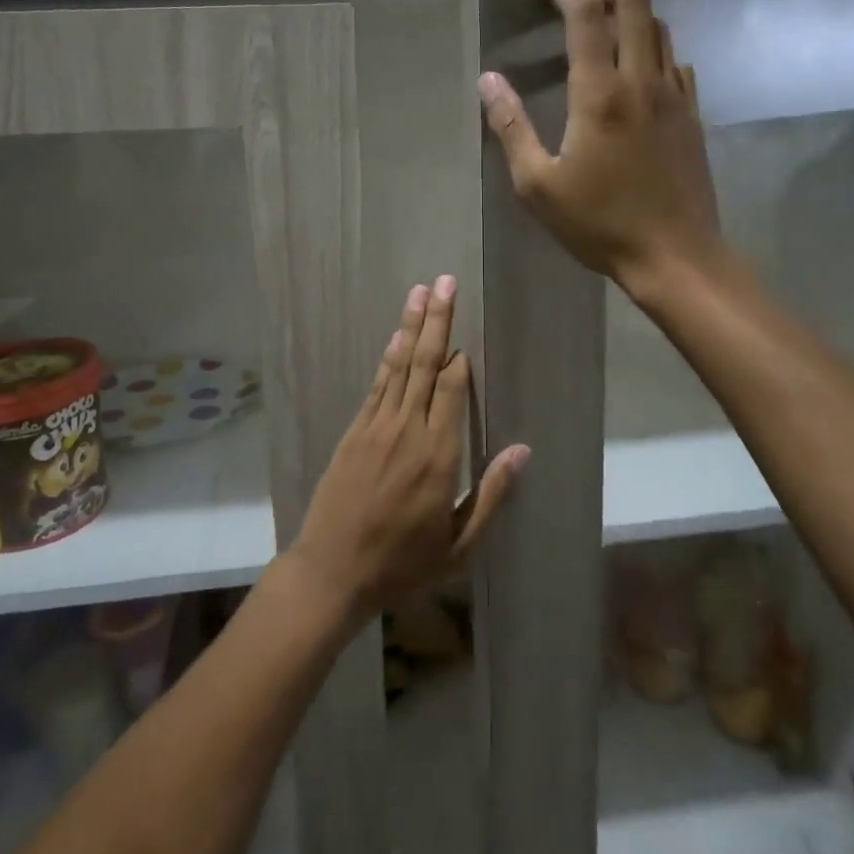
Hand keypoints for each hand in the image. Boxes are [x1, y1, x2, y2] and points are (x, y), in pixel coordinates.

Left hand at [290, 277, 528, 623]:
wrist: (332, 571)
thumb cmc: (402, 564)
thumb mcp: (459, 544)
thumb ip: (492, 494)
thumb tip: (522, 450)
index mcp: (439, 456)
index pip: (452, 391)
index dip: (460, 361)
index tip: (468, 339)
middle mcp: (407, 430)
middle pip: (425, 364)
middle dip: (438, 321)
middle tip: (446, 282)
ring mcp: (376, 426)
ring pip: (399, 365)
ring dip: (411, 326)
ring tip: (421, 291)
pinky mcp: (354, 431)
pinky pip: (376, 385)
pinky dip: (387, 357)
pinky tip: (396, 336)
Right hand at [478, 0, 724, 292]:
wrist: (674, 255)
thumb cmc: (599, 224)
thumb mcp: (537, 184)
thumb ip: (511, 127)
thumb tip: (488, 80)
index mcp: (599, 94)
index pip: (586, 17)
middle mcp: (642, 81)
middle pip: (636, 2)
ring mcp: (674, 95)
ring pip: (661, 27)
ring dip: (633, 8)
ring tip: (606, 15)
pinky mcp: (691, 114)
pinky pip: (675, 60)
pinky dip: (654, 44)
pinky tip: (638, 64)